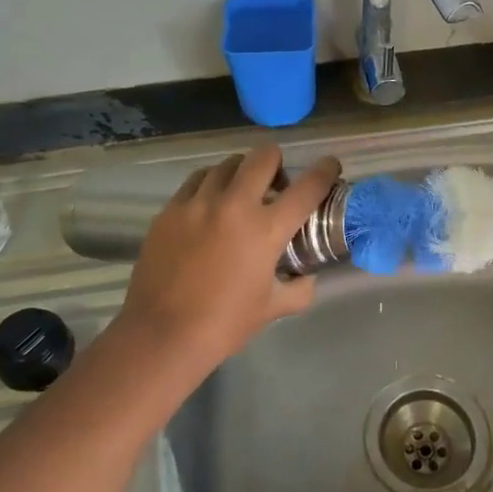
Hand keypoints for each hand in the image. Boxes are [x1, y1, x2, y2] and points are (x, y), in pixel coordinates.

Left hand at [111, 146, 341, 369]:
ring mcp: (198, 203)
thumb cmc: (224, 324)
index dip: (325, 170)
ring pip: (227, 164)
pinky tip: (209, 205)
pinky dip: (210, 185)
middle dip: (277, 163)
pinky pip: (196, 181)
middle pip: (263, 156)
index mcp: (266, 229)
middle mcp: (234, 205)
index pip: (307, 187)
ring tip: (239, 194)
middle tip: (276, 184)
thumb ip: (299, 288)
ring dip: (242, 173)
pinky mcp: (170, 209)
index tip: (330, 165)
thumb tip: (307, 276)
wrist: (161, 335)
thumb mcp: (272, 308)